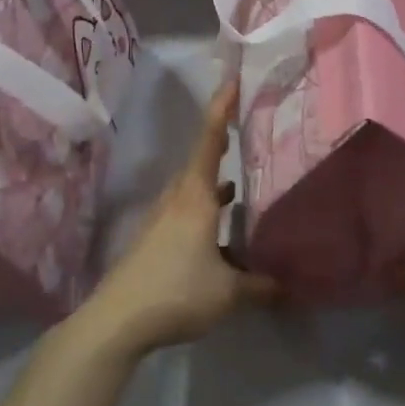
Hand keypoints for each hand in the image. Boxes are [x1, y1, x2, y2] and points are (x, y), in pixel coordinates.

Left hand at [83, 80, 278, 355]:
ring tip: (238, 189)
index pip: (209, 143)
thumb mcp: (229, 292)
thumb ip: (261, 286)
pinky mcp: (151, 244)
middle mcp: (175, 202)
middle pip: (198, 165)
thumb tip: (288, 286)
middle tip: (244, 137)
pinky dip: (204, 216)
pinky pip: (183, 217)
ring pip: (191, 193)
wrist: (116, 322)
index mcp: (195, 199)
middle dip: (220, 148)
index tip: (232, 83)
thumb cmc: (177, 292)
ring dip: (213, 187)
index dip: (221, 111)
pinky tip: (219, 238)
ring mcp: (159, 223)